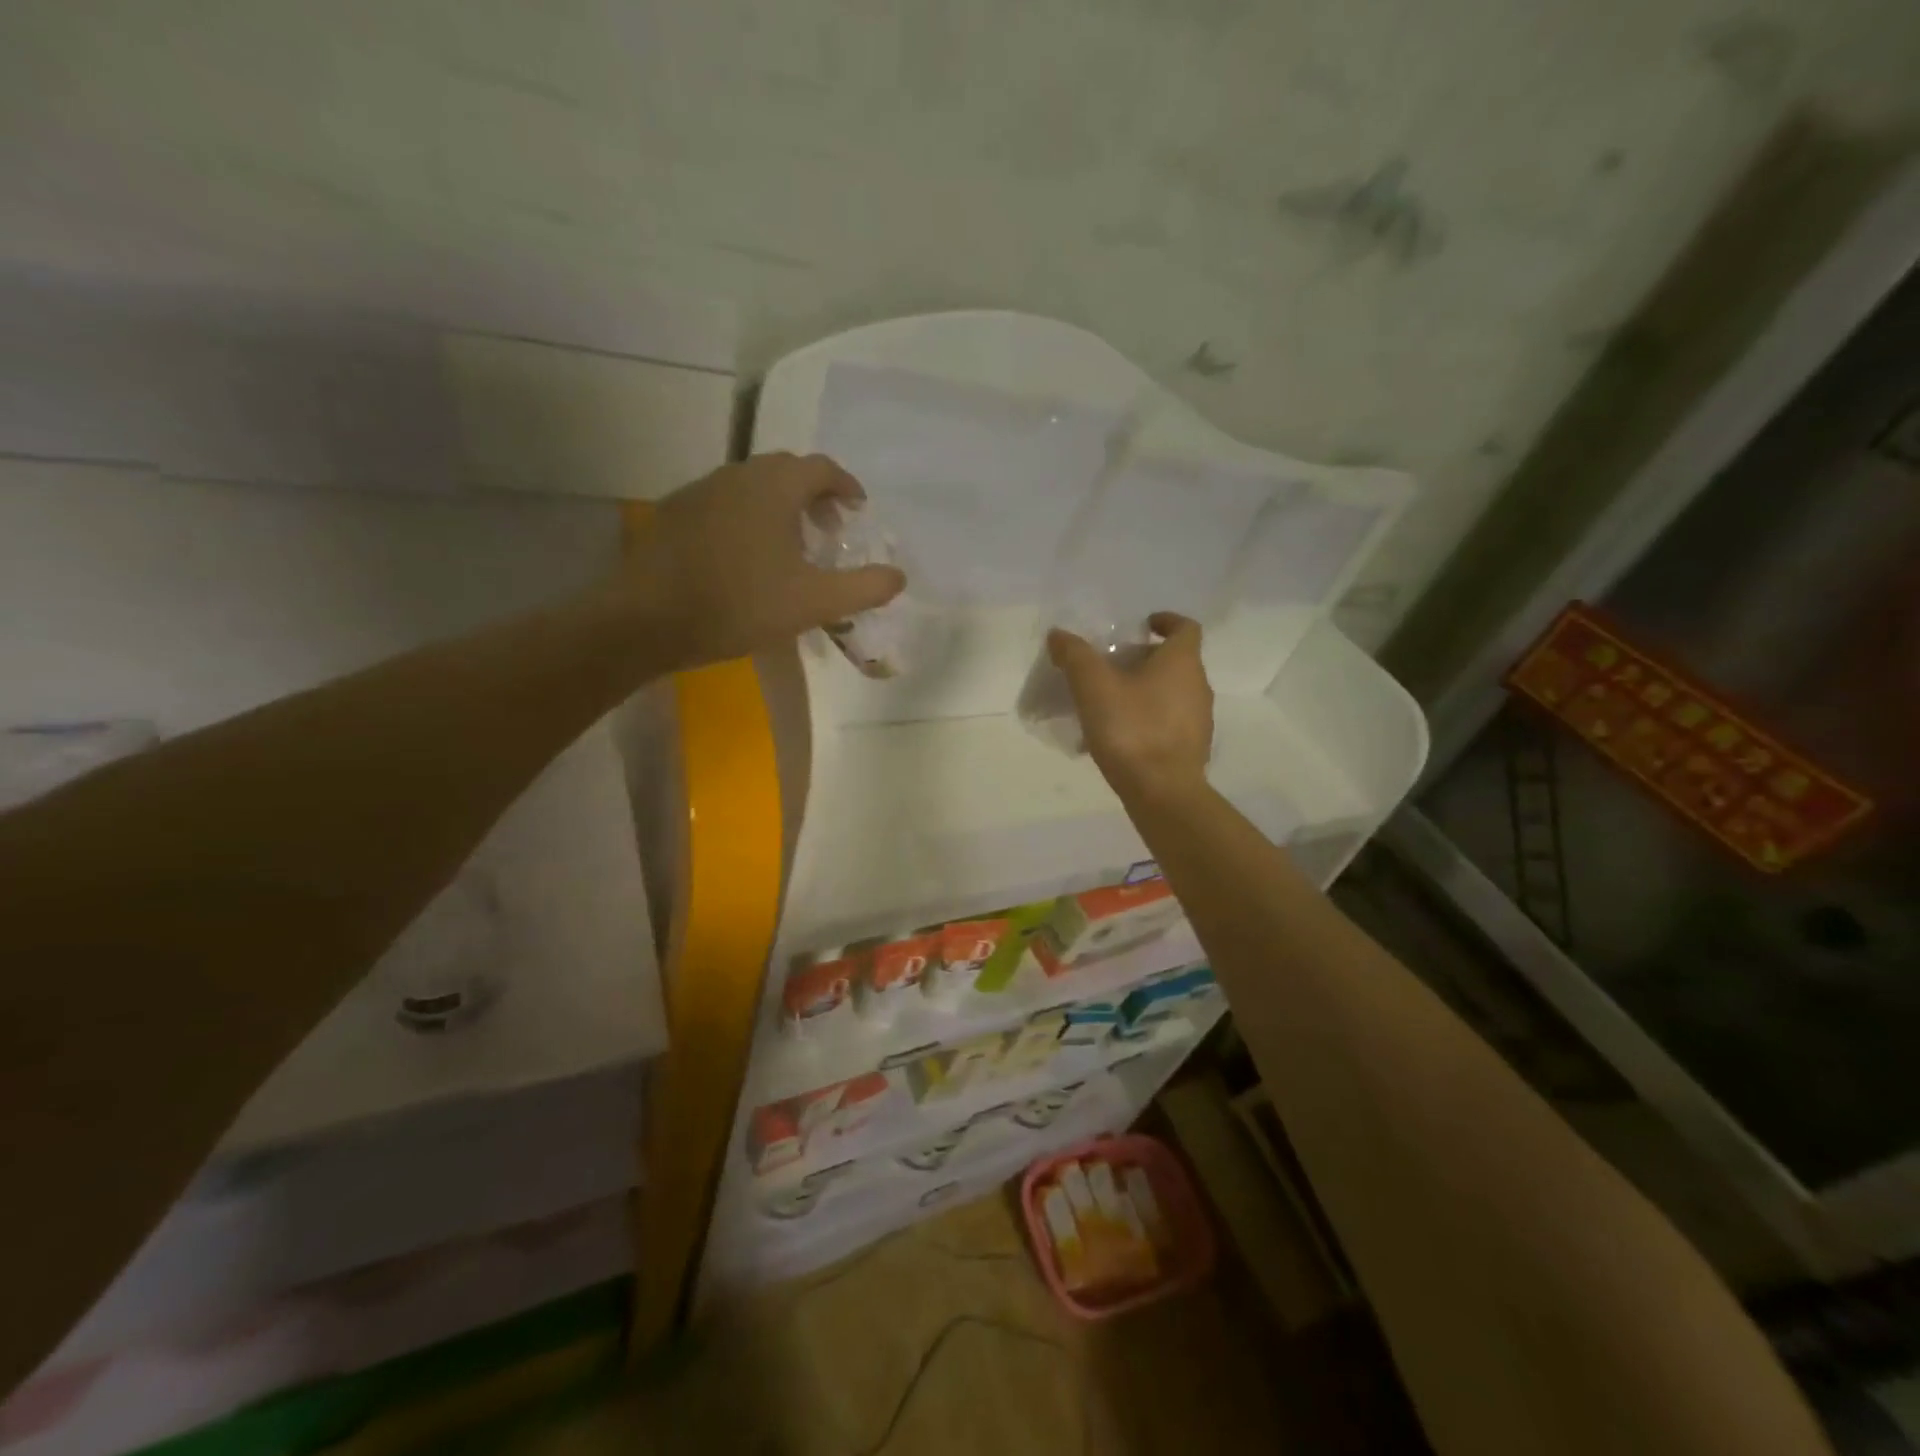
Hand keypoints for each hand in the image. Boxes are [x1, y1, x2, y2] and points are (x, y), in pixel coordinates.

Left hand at [622, 453, 905, 669]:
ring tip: (789, 545)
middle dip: (814, 494)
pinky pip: (724, 504)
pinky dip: (747, 518)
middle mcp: (738, 474)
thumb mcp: (813, 602)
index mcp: (775, 486)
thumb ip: (863, 588)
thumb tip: (898, 577)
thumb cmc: (739, 604)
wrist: (647, 619)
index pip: (822, 468)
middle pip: (786, 471)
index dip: (846, 486)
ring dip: (779, 506)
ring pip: (752, 486)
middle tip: (828, 529)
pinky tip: (744, 557)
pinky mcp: (675, 514)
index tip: (858, 510)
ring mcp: (700, 491)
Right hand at [1047, 612, 1213, 803]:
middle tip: (1112, 666)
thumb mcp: (1093, 687)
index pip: (1185, 627)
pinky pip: (1170, 722)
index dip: (1165, 621)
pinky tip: (1121, 735)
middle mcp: (1198, 685)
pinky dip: (1149, 718)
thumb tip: (1059, 634)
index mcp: (1182, 662)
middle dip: (1145, 659)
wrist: (1162, 792)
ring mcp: (1199, 720)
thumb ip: (1075, 656)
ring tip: (1111, 702)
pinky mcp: (1192, 748)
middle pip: (1176, 661)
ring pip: (1173, 693)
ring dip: (1146, 690)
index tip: (1142, 626)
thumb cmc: (1132, 730)